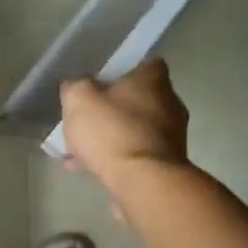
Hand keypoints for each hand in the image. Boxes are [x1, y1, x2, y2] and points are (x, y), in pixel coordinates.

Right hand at [59, 58, 189, 194]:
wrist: (142, 183)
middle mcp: (170, 103)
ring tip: (80, 151)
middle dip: (114, 109)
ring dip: (112, 138)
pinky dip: (116, 160)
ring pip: (136, 130)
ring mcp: (173, 137)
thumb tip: (77, 87)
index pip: (145, 64)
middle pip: (139, 100)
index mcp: (153, 80)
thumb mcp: (79, 100)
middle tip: (87, 120)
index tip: (101, 84)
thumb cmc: (112, 132)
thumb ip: (75, 87)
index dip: (122, 72)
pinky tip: (89, 170)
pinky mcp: (168, 165)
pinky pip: (136, 155)